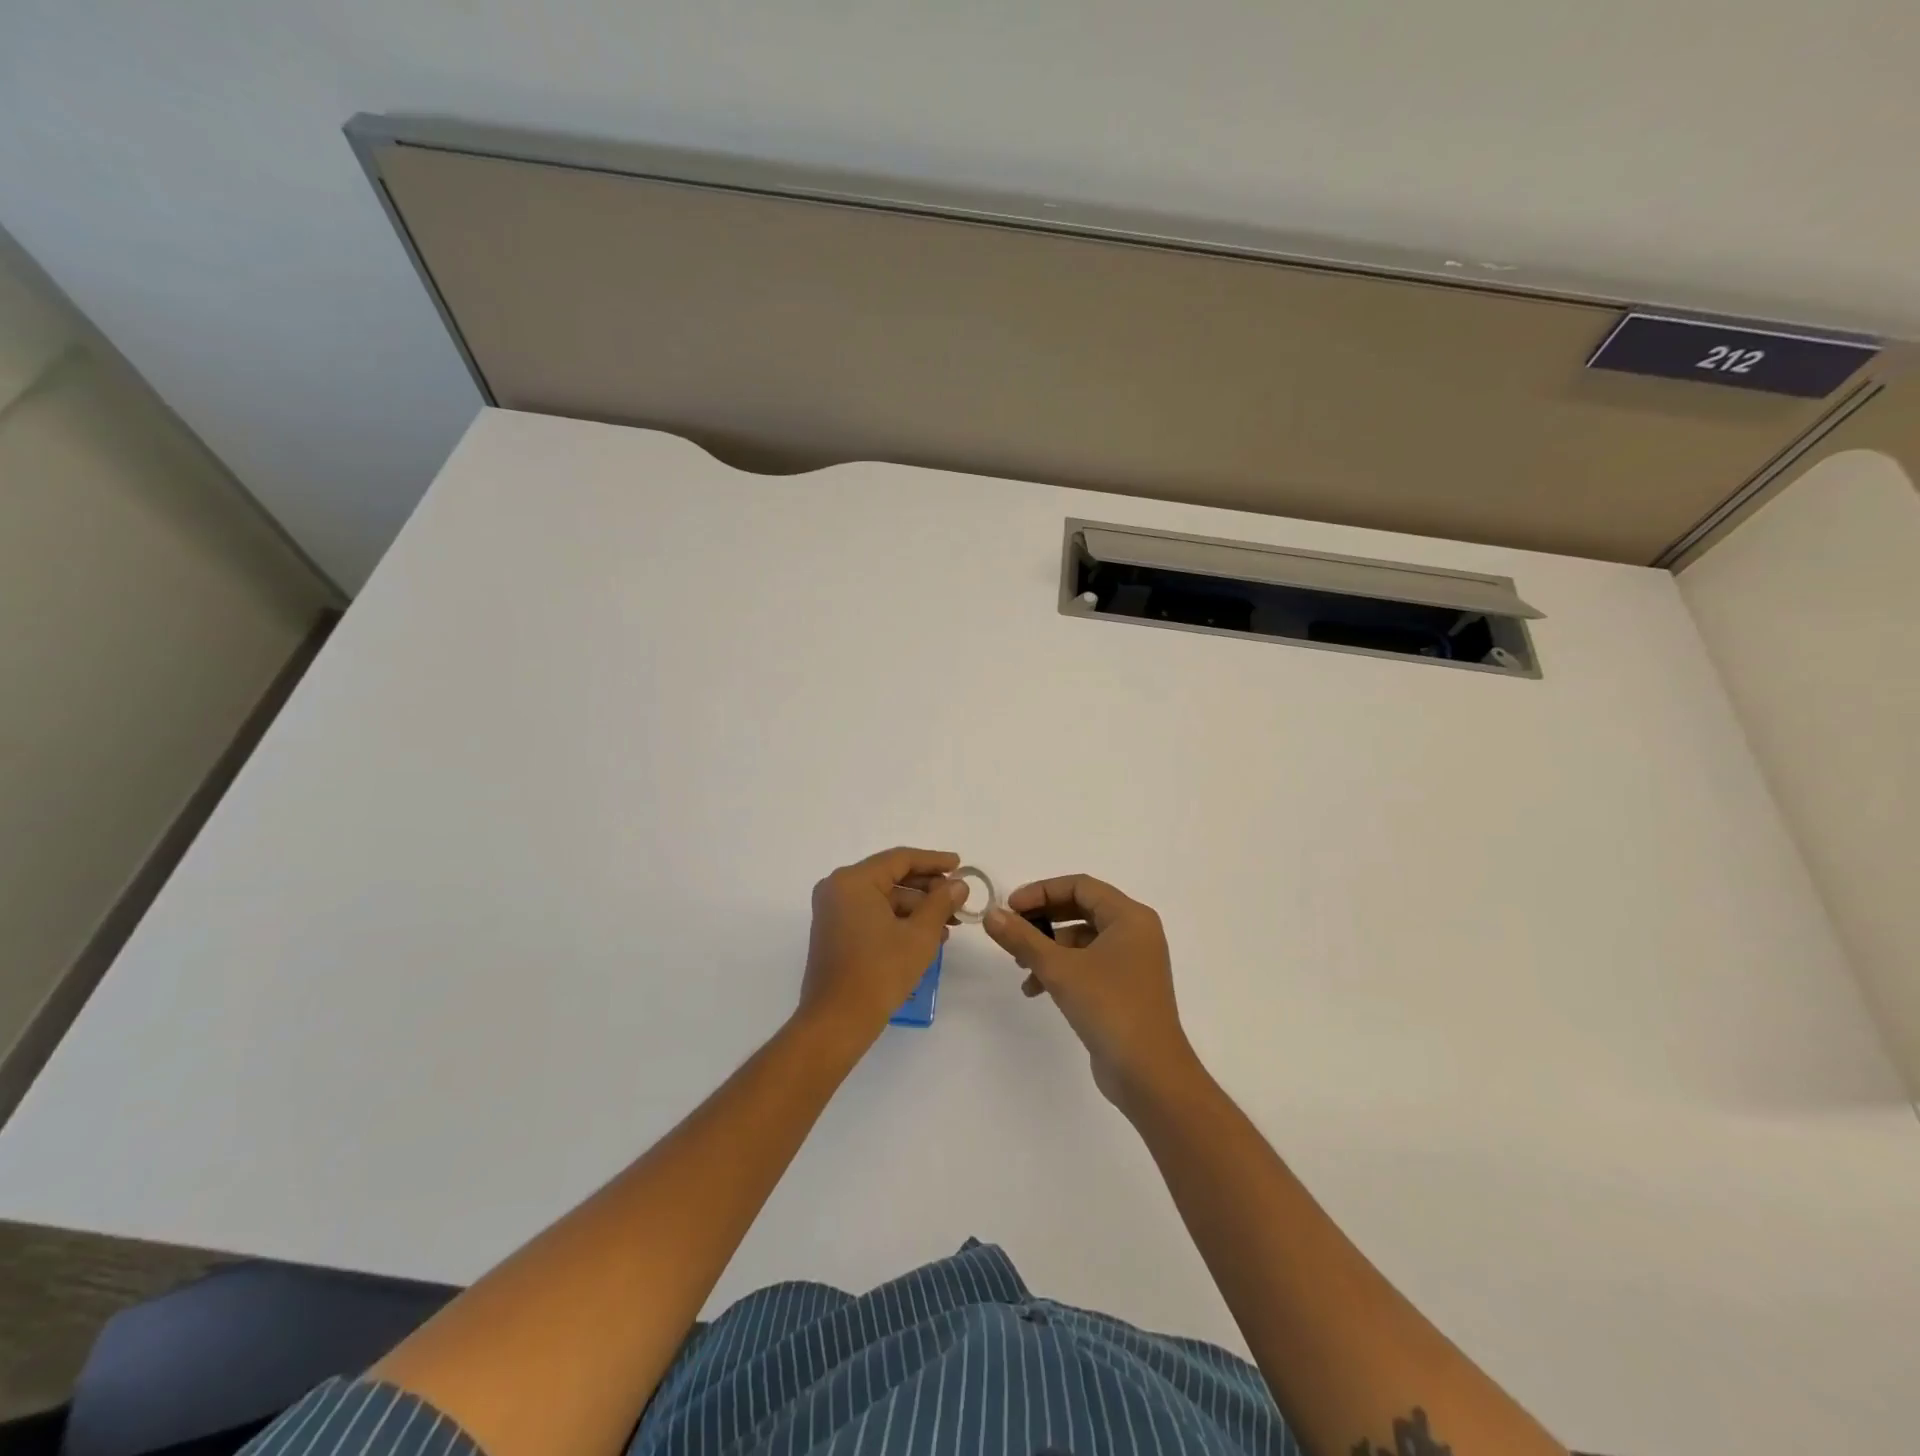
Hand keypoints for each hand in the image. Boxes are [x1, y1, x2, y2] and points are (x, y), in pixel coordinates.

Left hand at [798, 846, 965, 1048]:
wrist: (837, 1022)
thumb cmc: (879, 972)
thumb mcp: (919, 935)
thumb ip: (941, 902)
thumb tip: (959, 884)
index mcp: (853, 881)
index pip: (900, 859)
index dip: (934, 860)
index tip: (961, 864)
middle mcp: (838, 888)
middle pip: (891, 876)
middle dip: (928, 888)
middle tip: (959, 898)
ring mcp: (834, 911)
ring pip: (884, 897)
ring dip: (917, 907)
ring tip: (950, 923)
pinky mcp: (835, 931)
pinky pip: (872, 913)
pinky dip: (899, 920)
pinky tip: (927, 935)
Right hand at [984, 874, 1198, 1110]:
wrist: (1149, 1075)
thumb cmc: (1110, 1008)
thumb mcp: (1060, 969)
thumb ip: (1023, 939)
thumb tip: (991, 915)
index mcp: (1129, 917)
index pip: (1080, 886)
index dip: (1041, 891)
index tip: (1010, 907)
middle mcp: (1135, 932)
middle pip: (1080, 909)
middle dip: (1042, 919)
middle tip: (1011, 929)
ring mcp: (1132, 961)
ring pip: (1082, 939)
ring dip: (1048, 947)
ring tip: (1019, 965)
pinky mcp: (1125, 987)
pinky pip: (1088, 963)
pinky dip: (1062, 969)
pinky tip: (1035, 989)